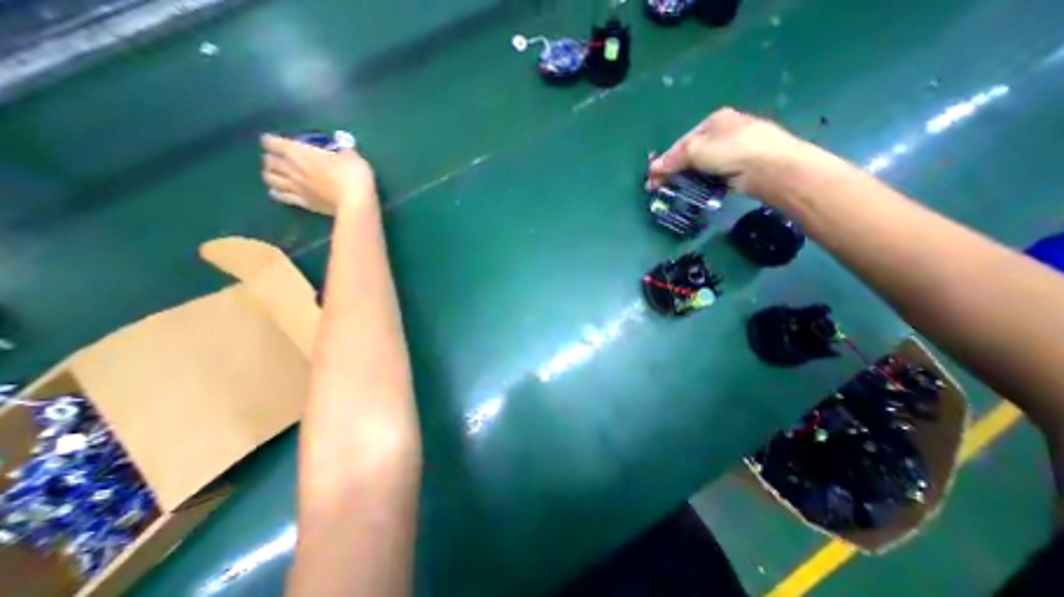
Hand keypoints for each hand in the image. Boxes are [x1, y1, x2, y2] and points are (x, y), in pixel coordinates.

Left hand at [260, 134, 377, 216]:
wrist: (356, 203)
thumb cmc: (354, 176)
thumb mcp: (352, 157)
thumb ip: (343, 149)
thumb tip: (343, 145)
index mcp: (299, 152)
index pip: (271, 141)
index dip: (274, 140)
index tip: (284, 142)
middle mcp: (291, 168)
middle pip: (268, 160)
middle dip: (273, 158)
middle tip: (283, 159)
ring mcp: (296, 187)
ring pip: (270, 179)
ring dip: (272, 175)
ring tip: (279, 175)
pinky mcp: (304, 203)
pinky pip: (281, 197)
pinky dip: (277, 193)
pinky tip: (280, 192)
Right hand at [639, 106, 820, 197]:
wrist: (768, 167)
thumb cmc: (730, 150)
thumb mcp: (695, 150)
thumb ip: (673, 159)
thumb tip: (653, 169)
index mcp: (714, 121)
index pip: (681, 142)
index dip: (665, 160)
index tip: (652, 177)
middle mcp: (724, 132)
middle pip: (690, 154)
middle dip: (673, 170)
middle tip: (658, 187)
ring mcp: (733, 150)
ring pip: (701, 166)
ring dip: (684, 179)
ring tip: (672, 192)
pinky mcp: (738, 168)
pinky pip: (712, 175)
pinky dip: (701, 183)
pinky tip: (693, 191)